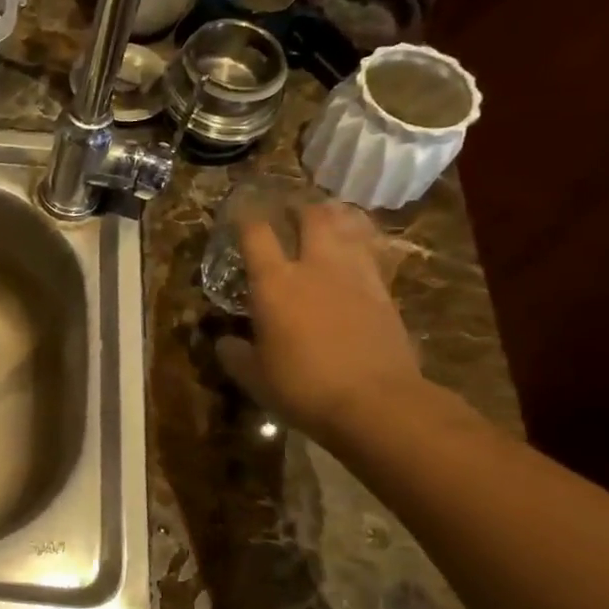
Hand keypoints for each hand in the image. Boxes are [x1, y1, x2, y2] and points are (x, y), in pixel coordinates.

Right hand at [218, 201, 425, 440]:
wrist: (376, 402)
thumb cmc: (303, 387)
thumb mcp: (254, 376)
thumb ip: (235, 354)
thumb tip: (224, 343)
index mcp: (274, 283)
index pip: (256, 234)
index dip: (245, 218)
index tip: (238, 213)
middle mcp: (314, 267)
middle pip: (311, 216)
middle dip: (299, 207)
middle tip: (290, 209)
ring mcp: (355, 275)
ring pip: (348, 226)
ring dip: (335, 216)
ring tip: (327, 216)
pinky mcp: (384, 290)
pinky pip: (371, 251)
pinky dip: (361, 241)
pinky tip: (357, 248)